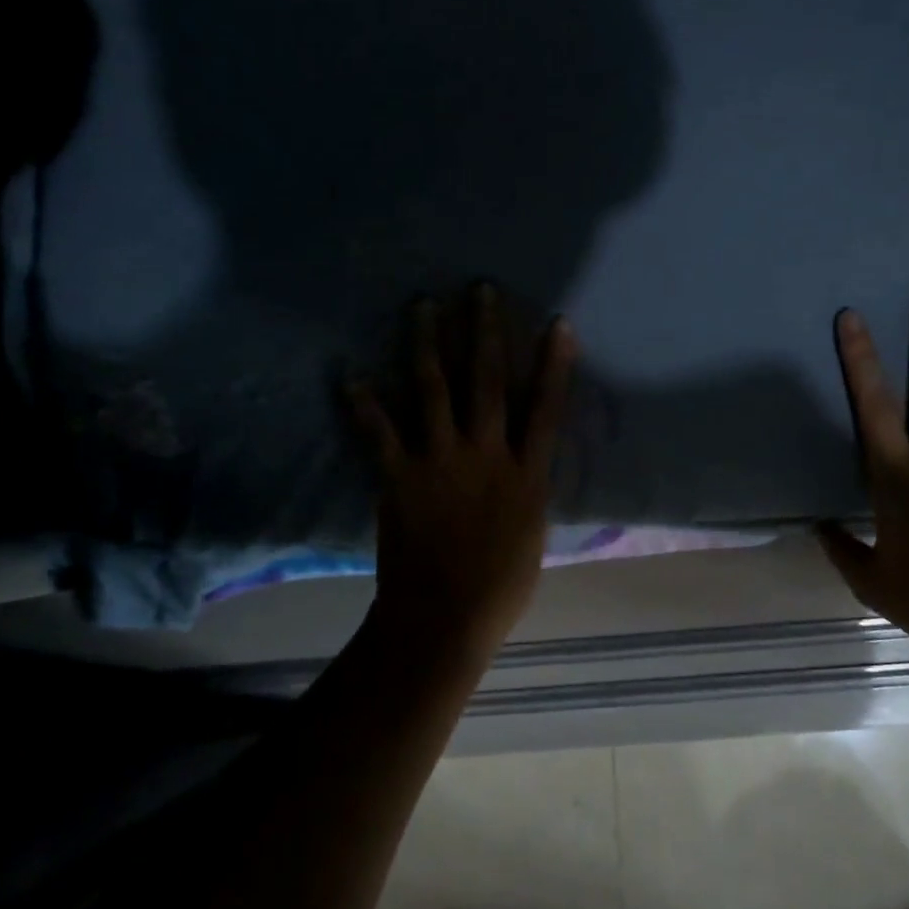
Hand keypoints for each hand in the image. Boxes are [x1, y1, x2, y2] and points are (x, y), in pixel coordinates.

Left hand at [348, 286, 575, 666]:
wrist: (445, 617)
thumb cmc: (501, 585)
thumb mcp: (534, 533)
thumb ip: (530, 490)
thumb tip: (528, 466)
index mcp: (526, 473)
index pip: (546, 407)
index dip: (555, 363)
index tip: (558, 323)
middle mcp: (487, 454)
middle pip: (489, 381)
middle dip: (486, 332)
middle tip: (480, 291)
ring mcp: (442, 462)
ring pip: (435, 390)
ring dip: (428, 345)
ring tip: (422, 306)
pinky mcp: (401, 476)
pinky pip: (380, 432)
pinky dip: (363, 403)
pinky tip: (350, 374)